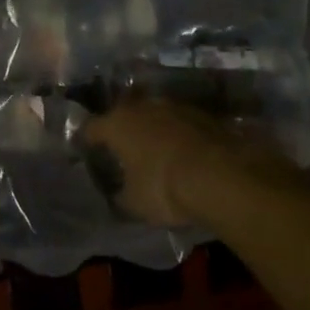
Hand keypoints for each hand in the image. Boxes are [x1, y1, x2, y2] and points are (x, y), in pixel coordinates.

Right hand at [83, 97, 309, 230]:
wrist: (222, 176)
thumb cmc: (164, 187)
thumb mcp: (134, 203)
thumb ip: (120, 195)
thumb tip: (117, 194)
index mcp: (117, 124)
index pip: (92, 128)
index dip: (87, 140)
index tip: (87, 151)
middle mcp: (143, 107)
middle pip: (125, 115)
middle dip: (122, 131)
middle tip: (122, 150)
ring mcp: (175, 107)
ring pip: (155, 116)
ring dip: (153, 130)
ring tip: (154, 151)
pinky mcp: (204, 115)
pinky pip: (181, 124)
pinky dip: (178, 136)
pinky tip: (183, 153)